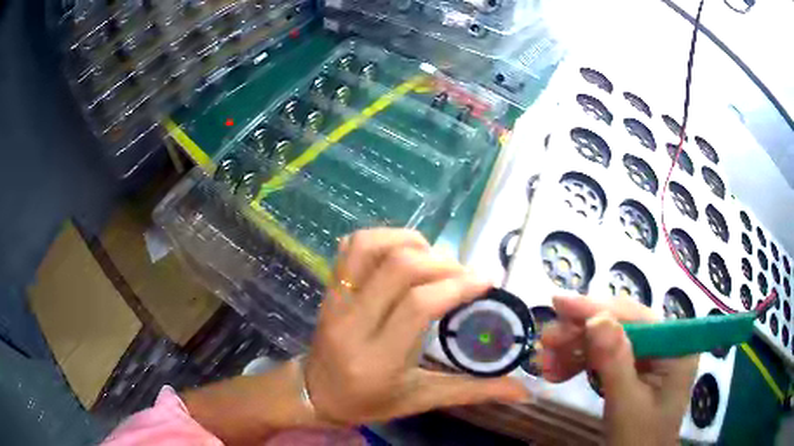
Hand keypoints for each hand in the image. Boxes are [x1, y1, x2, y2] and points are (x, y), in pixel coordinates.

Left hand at [305, 228, 527, 425]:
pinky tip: (404, 252)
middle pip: (398, 268)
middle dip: (442, 262)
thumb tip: (524, 391)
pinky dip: (383, 238)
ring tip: (434, 258)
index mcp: (378, 359)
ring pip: (370, 247)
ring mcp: (335, 301)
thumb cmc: (369, 401)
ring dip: (410, 242)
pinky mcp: (329, 288)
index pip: (418, 305)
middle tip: (464, 273)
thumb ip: (473, 392)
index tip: (486, 281)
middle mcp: (352, 324)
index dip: (457, 286)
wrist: (315, 393)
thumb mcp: (421, 400)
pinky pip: (351, 247)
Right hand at [540, 295, 697, 445]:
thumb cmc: (638, 439)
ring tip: (546, 360)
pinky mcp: (635, 368)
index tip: (559, 303)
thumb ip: (615, 361)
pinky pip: (606, 357)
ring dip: (576, 349)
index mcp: (675, 347)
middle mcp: (665, 343)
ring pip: (609, 339)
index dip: (597, 309)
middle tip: (546, 340)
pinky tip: (558, 371)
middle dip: (581, 333)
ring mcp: (650, 356)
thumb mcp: (626, 403)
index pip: (636, 317)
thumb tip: (596, 317)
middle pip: (621, 325)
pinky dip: (581, 363)